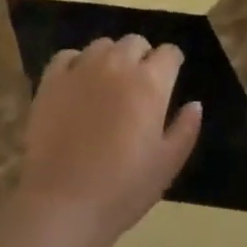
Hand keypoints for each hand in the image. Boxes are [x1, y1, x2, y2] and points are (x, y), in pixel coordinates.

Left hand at [15, 35, 201, 246]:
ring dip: (111, 58)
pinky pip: (68, 56)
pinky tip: (77, 84)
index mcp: (150, 83)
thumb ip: (185, 129)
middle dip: (142, 57)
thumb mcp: (166, 165)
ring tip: (108, 84)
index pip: (169, 53)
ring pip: (102, 45)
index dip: (172, 63)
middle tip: (139, 85)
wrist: (62, 203)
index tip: (170, 77)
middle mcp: (117, 65)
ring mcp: (81, 68)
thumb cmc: (122, 189)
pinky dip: (76, 63)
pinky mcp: (51, 80)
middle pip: (135, 43)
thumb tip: (195, 104)